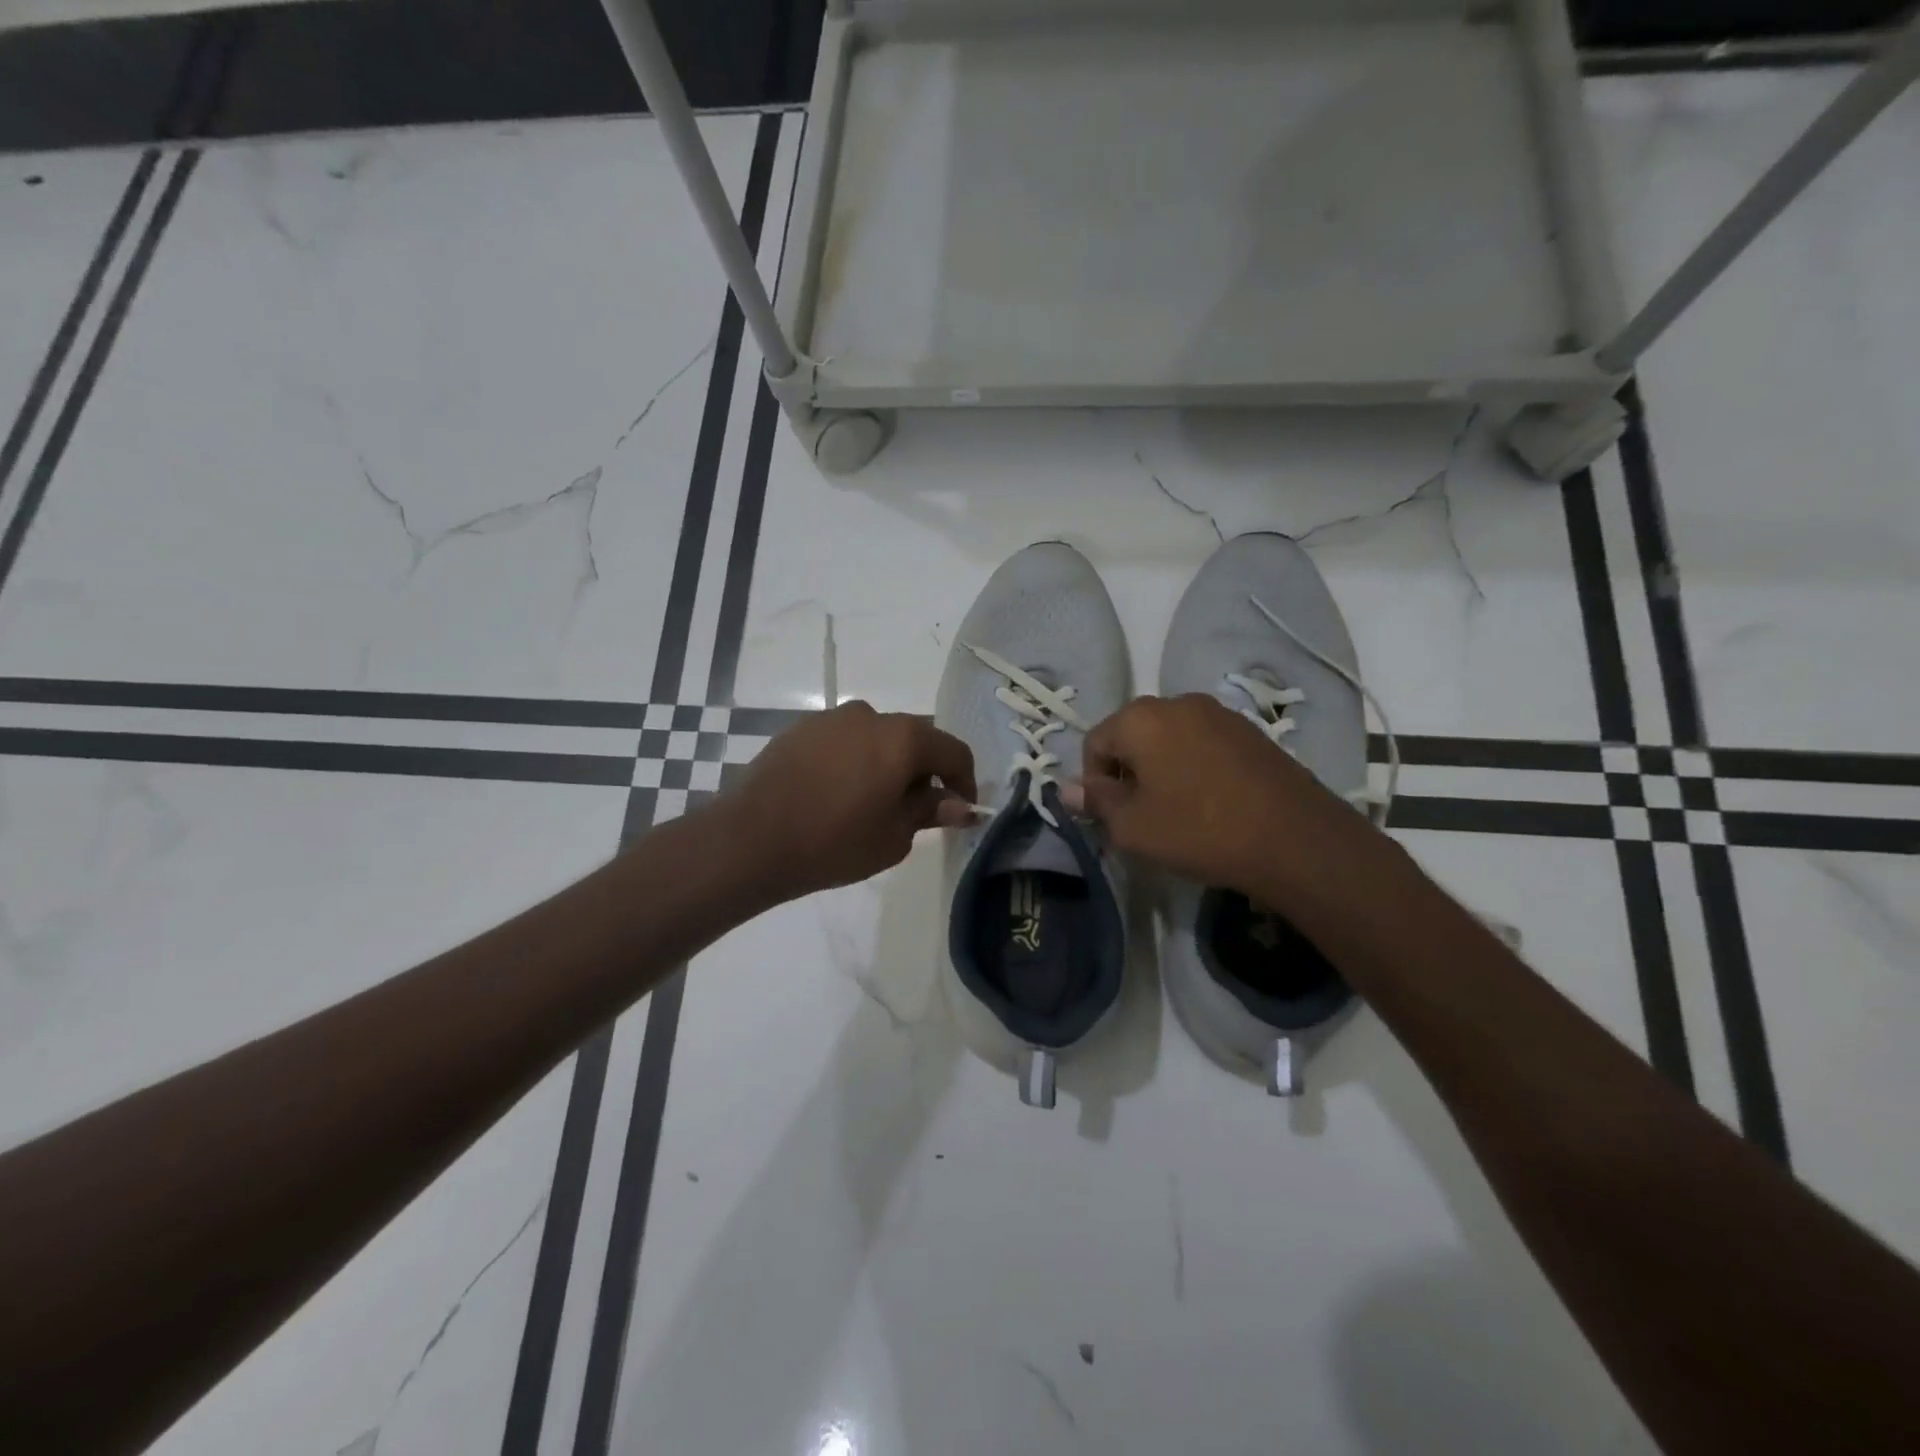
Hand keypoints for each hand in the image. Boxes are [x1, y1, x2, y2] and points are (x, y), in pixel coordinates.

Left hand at [724, 700, 977, 901]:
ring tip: (872, 803)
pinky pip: (843, 742)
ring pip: (876, 738)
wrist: (750, 840)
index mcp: (903, 737)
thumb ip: (929, 811)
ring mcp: (831, 719)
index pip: (953, 751)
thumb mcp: (893, 836)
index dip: (964, 782)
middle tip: (917, 810)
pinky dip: (853, 762)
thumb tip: (959, 804)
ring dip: (886, 764)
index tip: (960, 810)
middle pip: (915, 739)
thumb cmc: (834, 842)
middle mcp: (871, 715)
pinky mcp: (800, 729)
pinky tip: (837, 794)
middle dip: (924, 771)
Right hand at [1064, 694, 1376, 899]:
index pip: (1094, 742)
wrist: (1295, 838)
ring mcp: (1219, 713)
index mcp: (1141, 718)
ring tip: (1176, 810)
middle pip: (1132, 735)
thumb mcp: (1133, 827)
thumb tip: (1069, 790)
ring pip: (1168, 739)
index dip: (1093, 782)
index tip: (1110, 817)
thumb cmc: (1199, 830)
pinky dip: (1193, 766)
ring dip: (1160, 769)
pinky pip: (1202, 743)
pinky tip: (1210, 802)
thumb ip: (1096, 802)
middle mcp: (1177, 702)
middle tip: (1140, 815)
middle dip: (1127, 772)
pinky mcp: (1250, 730)